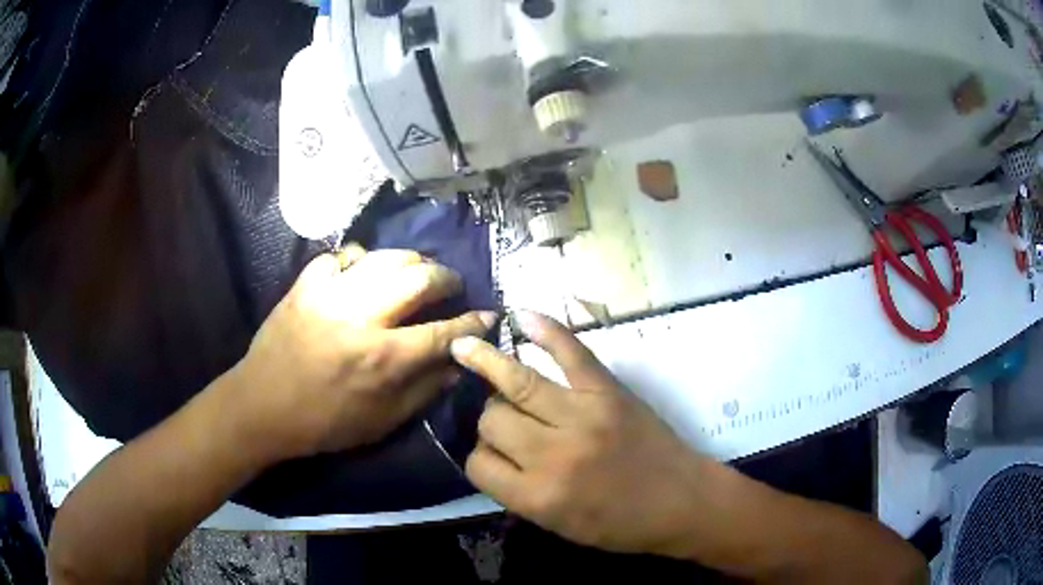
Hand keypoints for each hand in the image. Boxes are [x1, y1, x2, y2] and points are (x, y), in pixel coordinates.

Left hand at [228, 245, 496, 462]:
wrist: (262, 405)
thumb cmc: (324, 423)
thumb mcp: (382, 422)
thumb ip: (424, 391)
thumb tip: (457, 364)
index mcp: (383, 358)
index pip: (444, 331)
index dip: (474, 322)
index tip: (489, 314)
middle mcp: (361, 317)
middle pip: (419, 277)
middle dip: (447, 278)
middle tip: (451, 287)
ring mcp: (330, 294)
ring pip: (385, 256)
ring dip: (410, 262)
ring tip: (414, 274)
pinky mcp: (306, 284)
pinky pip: (342, 256)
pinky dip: (360, 261)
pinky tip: (363, 275)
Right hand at [451, 311, 715, 558]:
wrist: (683, 501)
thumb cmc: (622, 525)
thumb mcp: (559, 526)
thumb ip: (518, 492)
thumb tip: (489, 453)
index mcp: (537, 496)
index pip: (478, 464)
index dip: (478, 457)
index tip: (490, 456)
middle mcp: (552, 453)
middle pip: (491, 419)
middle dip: (488, 419)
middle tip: (504, 421)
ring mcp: (582, 415)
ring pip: (516, 383)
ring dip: (487, 364)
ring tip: (464, 346)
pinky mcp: (608, 391)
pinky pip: (571, 352)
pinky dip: (547, 331)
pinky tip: (520, 316)